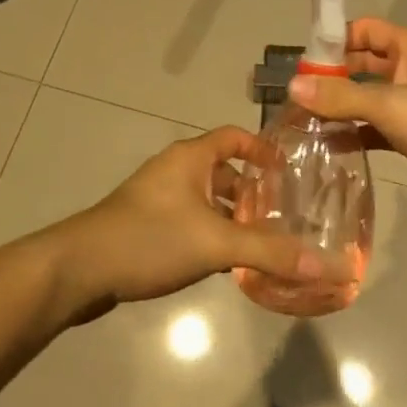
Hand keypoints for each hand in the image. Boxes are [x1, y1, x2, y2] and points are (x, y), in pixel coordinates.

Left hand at [49, 128, 352, 319]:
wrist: (79, 269)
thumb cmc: (150, 238)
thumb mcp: (214, 242)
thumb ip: (269, 252)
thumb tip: (327, 265)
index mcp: (191, 157)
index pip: (235, 137)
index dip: (263, 149)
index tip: (291, 171)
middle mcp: (176, 170)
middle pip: (224, 171)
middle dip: (254, 192)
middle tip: (286, 214)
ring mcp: (158, 198)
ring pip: (207, 200)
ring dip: (233, 217)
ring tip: (265, 243)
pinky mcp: (147, 226)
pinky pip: (191, 222)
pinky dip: (212, 234)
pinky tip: (227, 264)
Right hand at [288, 18, 406, 229]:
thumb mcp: (391, 107)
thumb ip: (341, 96)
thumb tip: (292, 87)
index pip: (365, 29)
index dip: (334, 39)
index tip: (301, 62)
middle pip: (362, 63)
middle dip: (331, 77)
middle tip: (295, 96)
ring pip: (367, 98)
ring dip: (340, 108)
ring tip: (302, 122)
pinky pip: (376, 127)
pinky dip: (354, 134)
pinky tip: (328, 146)